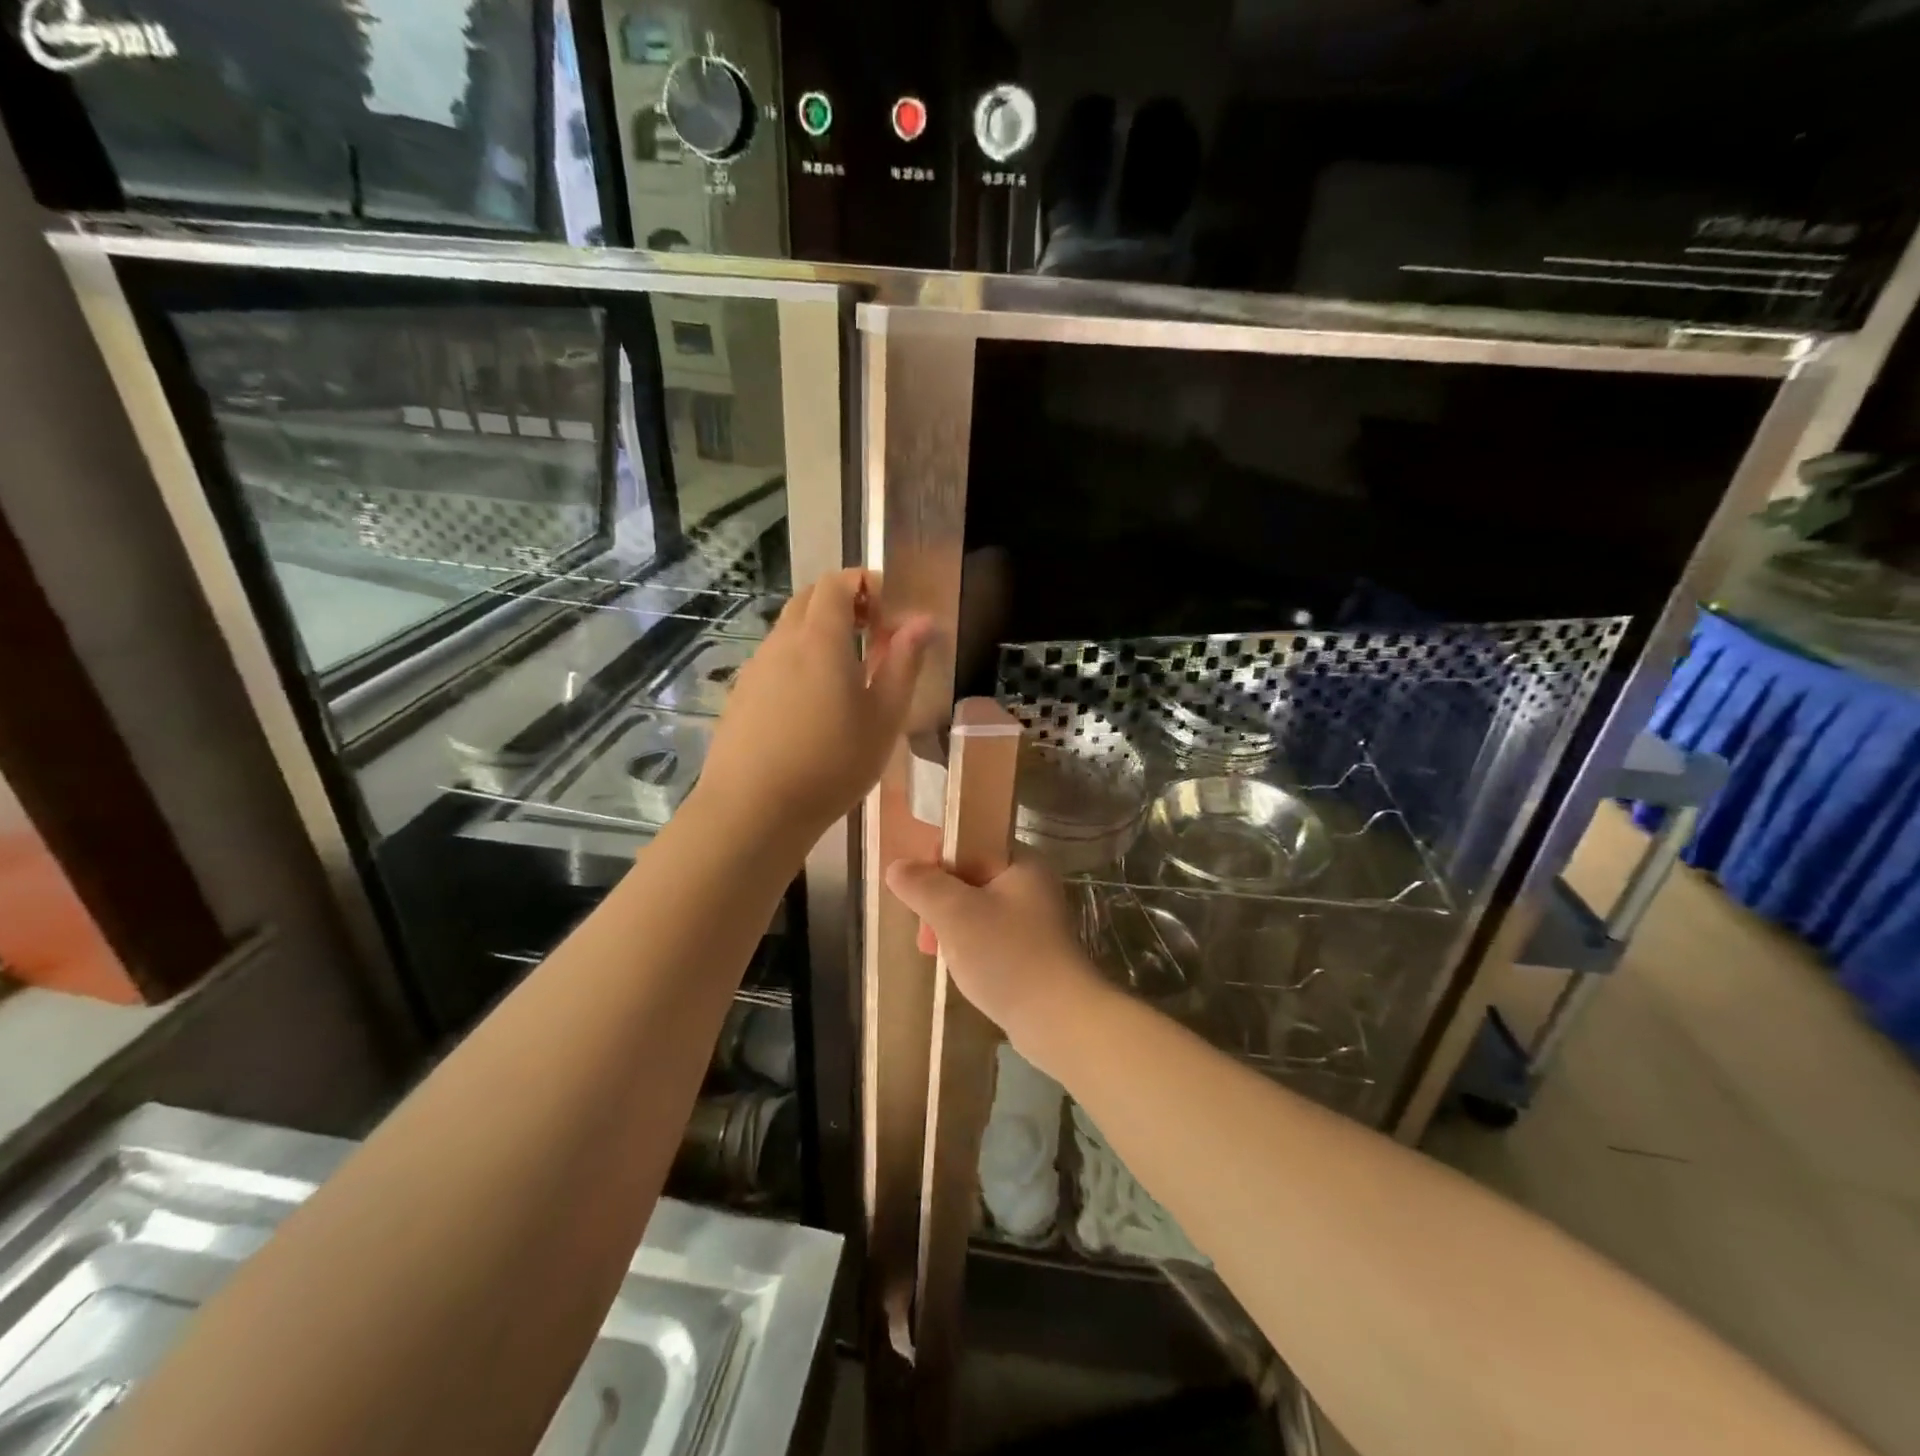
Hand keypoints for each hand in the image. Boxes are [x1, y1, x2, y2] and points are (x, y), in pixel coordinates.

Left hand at [700, 569, 932, 847]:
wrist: (753, 810)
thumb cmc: (832, 763)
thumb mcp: (884, 717)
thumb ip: (904, 663)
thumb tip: (923, 622)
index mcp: (820, 638)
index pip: (838, 583)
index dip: (866, 584)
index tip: (891, 610)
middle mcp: (782, 642)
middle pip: (810, 599)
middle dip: (845, 603)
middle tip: (875, 635)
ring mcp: (756, 668)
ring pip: (789, 630)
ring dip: (821, 633)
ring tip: (848, 675)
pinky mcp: (741, 694)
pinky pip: (775, 659)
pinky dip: (799, 660)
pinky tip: (813, 705)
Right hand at [884, 858, 1108, 1052]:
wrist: (1057, 1020)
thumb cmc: (1006, 955)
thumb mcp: (955, 913)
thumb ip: (922, 885)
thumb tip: (897, 867)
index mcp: (1021, 862)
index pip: (971, 840)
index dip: (938, 859)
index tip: (919, 888)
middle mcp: (1031, 884)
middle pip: (970, 876)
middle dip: (940, 900)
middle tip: (925, 930)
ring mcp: (1033, 920)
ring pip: (975, 908)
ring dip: (949, 926)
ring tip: (935, 952)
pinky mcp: (1030, 952)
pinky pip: (988, 936)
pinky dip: (967, 946)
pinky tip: (956, 967)